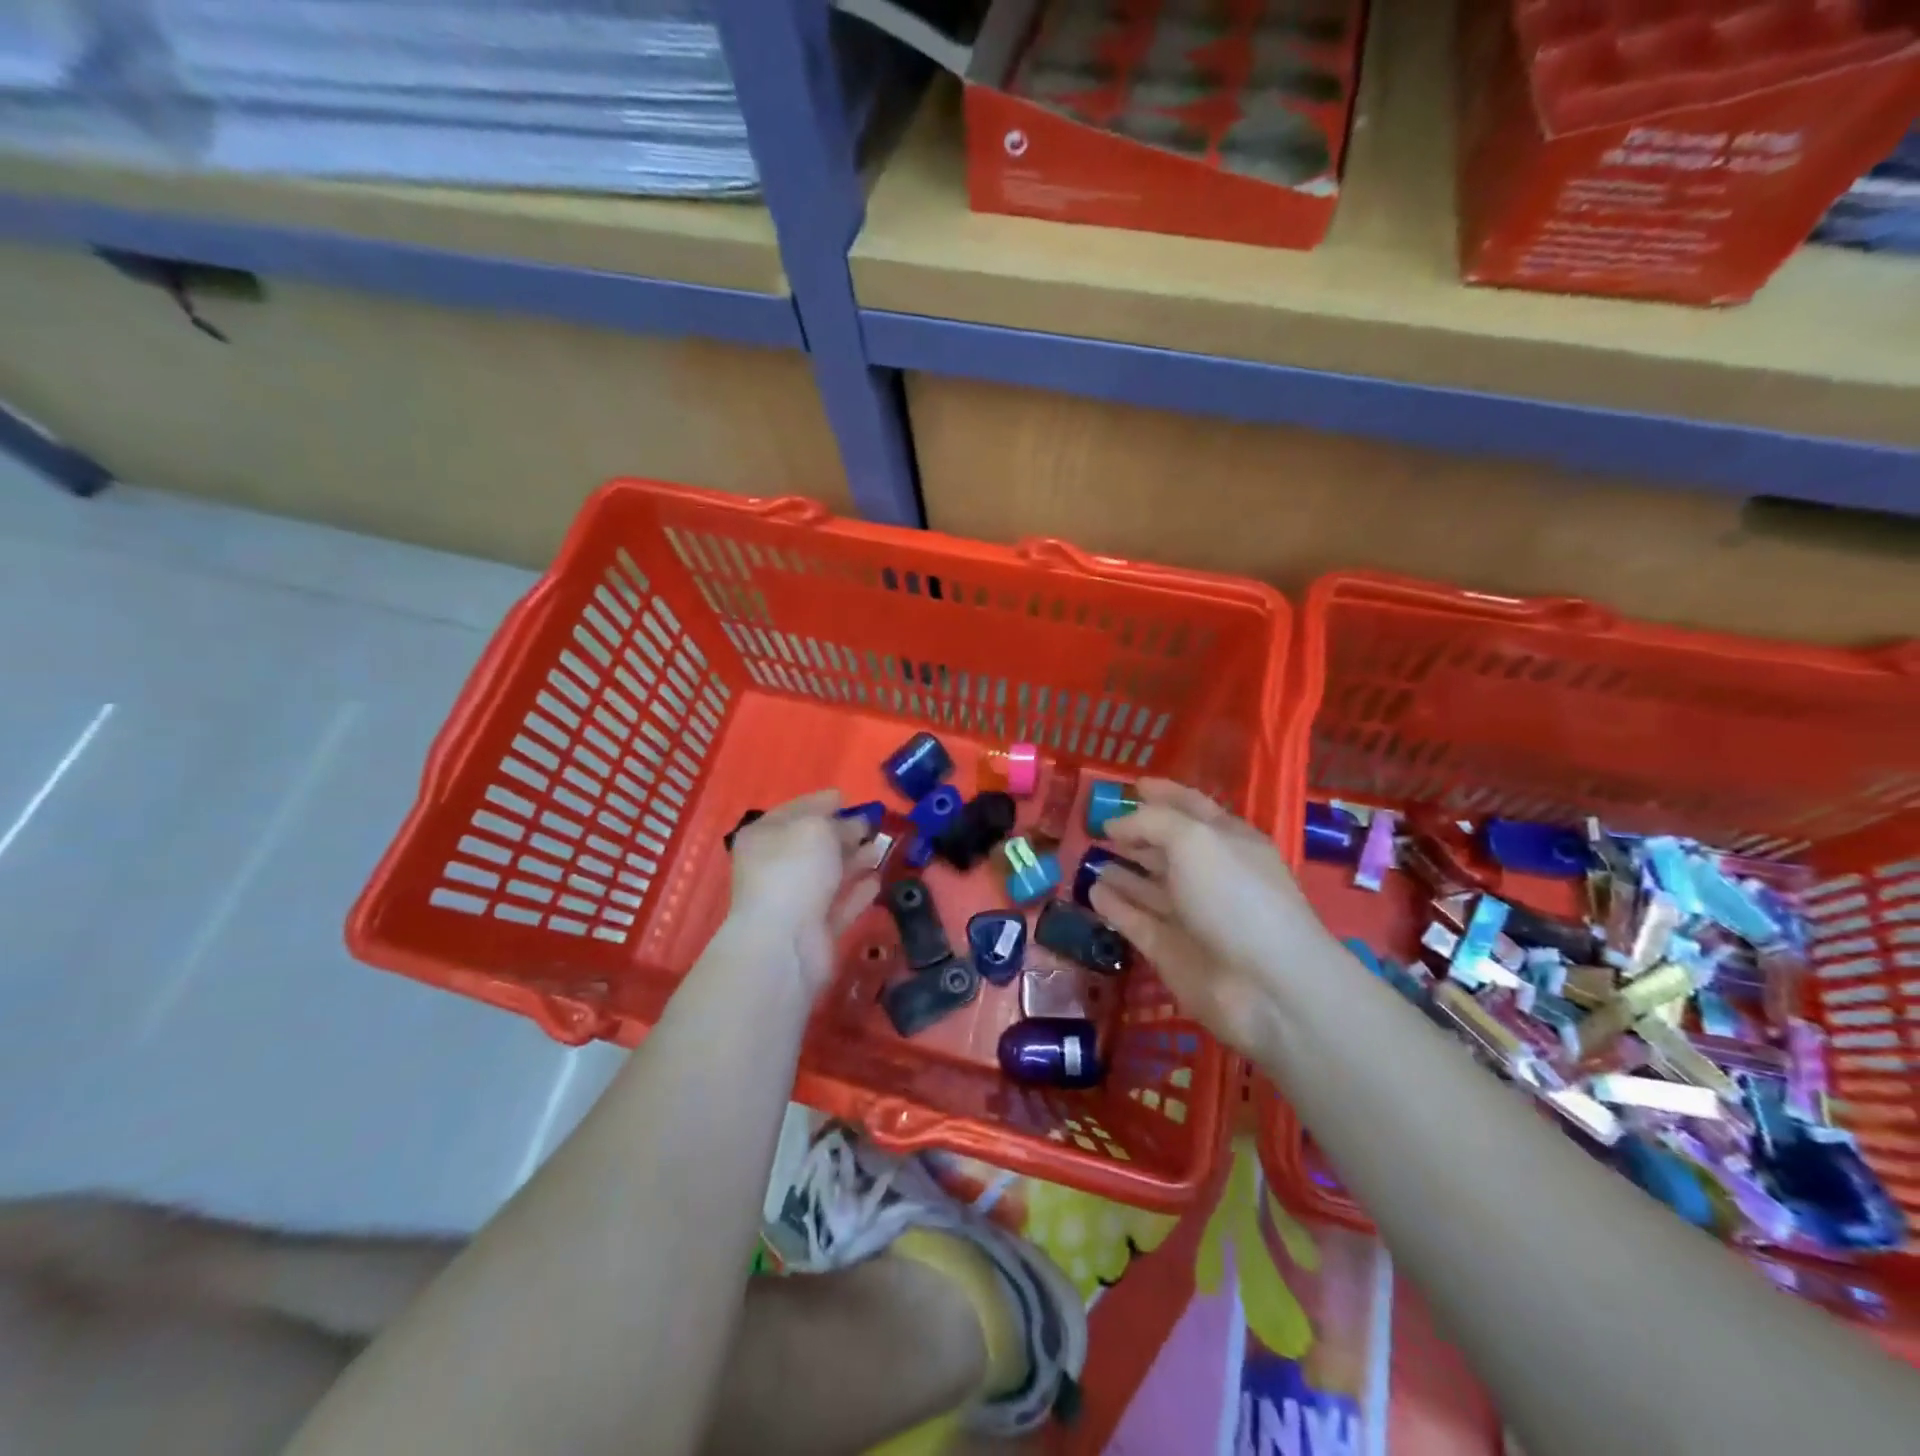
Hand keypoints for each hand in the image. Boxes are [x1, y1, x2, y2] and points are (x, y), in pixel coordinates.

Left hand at [726, 790, 879, 995]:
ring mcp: (795, 899)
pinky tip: (878, 880)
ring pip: (830, 873)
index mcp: (765, 836)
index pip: (795, 810)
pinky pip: (840, 903)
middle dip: (843, 832)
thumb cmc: (794, 871)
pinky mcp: (815, 928)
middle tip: (875, 823)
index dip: (821, 802)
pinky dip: (858, 891)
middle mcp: (776, 866)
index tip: (847, 797)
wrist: (784, 943)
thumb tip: (854, 825)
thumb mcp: (816, 829)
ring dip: (856, 859)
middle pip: (814, 843)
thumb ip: (838, 823)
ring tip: (883, 846)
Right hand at [1087, 779, 1331, 1055]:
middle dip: (1136, 834)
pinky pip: (1136, 920)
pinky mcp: (1170, 951)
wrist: (1266, 986)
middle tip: (1096, 824)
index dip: (1164, 793)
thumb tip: (1115, 825)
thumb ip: (1151, 822)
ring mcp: (1190, 915)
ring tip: (1087, 855)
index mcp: (1228, 841)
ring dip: (1122, 870)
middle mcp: (1210, 875)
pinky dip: (1115, 906)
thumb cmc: (1235, 896)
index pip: (1192, 807)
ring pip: (1149, 886)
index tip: (1132, 785)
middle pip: (1167, 847)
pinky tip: (1092, 891)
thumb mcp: (1194, 839)